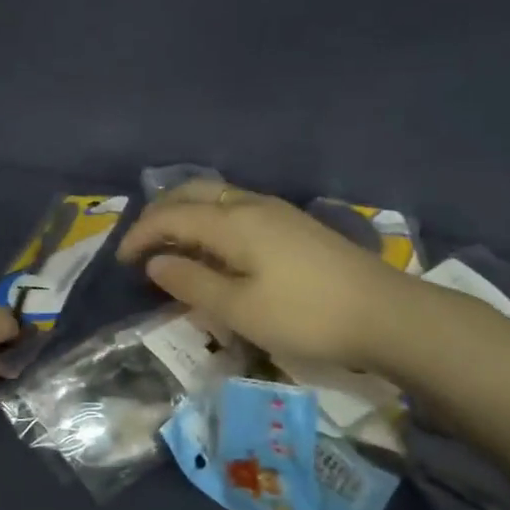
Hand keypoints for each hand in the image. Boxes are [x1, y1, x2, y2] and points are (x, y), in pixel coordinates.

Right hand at [117, 182, 419, 370]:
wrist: (387, 314)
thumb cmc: (305, 315)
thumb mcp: (239, 309)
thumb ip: (192, 283)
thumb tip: (156, 263)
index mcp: (232, 222)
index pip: (171, 216)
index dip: (140, 235)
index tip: (121, 262)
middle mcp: (251, 205)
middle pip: (192, 193)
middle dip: (160, 214)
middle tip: (142, 245)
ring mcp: (277, 211)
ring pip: (217, 197)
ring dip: (186, 214)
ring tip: (172, 245)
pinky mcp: (294, 225)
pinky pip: (236, 209)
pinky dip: (210, 220)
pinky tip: (215, 247)